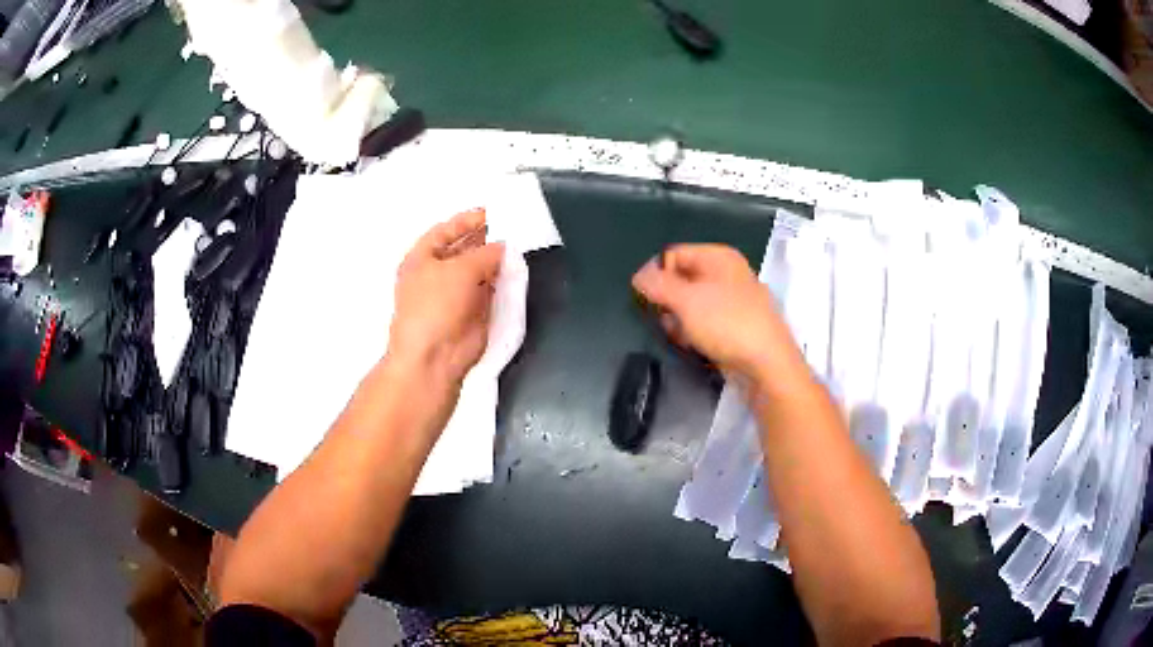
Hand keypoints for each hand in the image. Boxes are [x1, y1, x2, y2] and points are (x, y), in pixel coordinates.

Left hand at [387, 209, 504, 394]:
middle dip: (485, 239)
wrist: (434, 356)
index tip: (491, 212)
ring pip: (479, 269)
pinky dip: (501, 280)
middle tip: (512, 227)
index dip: (466, 221)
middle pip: (463, 249)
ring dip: (495, 259)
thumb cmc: (436, 304)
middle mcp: (437, 273)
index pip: (444, 231)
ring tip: (519, 245)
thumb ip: (486, 253)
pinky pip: (489, 289)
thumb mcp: (460, 269)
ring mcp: (455, 293)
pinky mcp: (472, 310)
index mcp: (422, 258)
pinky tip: (516, 270)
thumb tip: (503, 246)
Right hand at [632, 244, 794, 381]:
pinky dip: (695, 332)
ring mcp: (732, 301)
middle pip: (682, 279)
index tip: (646, 297)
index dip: (656, 273)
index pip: (674, 254)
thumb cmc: (727, 324)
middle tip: (665, 319)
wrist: (767, 364)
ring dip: (679, 320)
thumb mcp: (686, 300)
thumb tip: (639, 276)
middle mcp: (727, 274)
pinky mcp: (734, 327)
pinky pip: (704, 323)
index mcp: (719, 258)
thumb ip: (658, 284)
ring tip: (681, 336)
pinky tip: (694, 346)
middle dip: (668, 301)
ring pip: (691, 304)